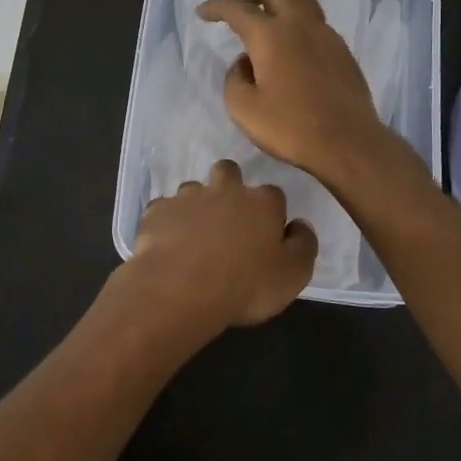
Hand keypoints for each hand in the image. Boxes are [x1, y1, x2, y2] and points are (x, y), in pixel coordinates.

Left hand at [120, 160, 317, 332]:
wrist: (181, 288)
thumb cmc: (245, 285)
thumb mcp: (292, 275)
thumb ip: (303, 245)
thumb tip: (300, 225)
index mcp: (262, 203)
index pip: (273, 194)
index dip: (270, 212)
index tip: (266, 233)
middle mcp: (225, 190)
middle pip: (229, 172)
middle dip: (229, 186)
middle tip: (227, 218)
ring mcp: (188, 196)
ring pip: (194, 189)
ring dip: (196, 204)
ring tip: (194, 234)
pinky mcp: (157, 210)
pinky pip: (164, 209)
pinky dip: (167, 222)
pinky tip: (167, 243)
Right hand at [197, 0, 394, 184]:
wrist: (349, 143)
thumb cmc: (291, 127)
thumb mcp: (243, 109)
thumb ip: (234, 78)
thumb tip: (245, 63)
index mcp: (270, 34)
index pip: (236, 8)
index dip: (216, 6)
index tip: (203, 12)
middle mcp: (299, 23)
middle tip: (235, 5)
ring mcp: (325, 34)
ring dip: (277, 1)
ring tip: (265, 20)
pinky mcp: (341, 49)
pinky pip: (315, 22)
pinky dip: (296, 22)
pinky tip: (290, 47)